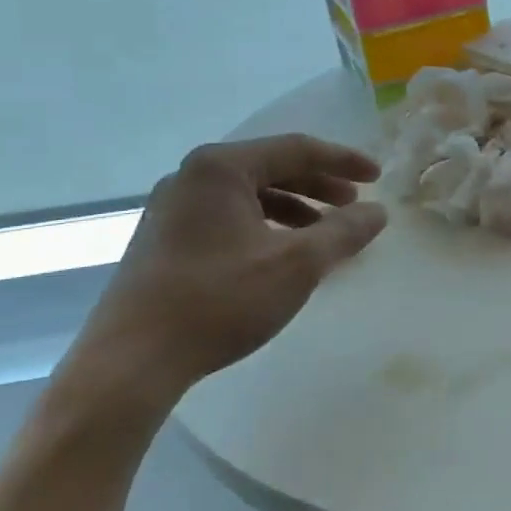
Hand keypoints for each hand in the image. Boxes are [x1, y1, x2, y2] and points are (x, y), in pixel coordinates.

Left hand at [64, 135, 386, 413]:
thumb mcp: (298, 264)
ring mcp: (173, 208)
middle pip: (271, 167)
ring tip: (325, 231)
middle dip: (319, 184)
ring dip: (295, 207)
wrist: (132, 362)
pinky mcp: (165, 240)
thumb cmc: (220, 300)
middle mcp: (192, 177)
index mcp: (221, 168)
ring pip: (250, 194)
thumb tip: (378, 212)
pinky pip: (230, 216)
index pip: (296, 149)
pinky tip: (284, 253)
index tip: (378, 177)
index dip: (343, 161)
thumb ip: (344, 231)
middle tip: (355, 203)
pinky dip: (267, 225)